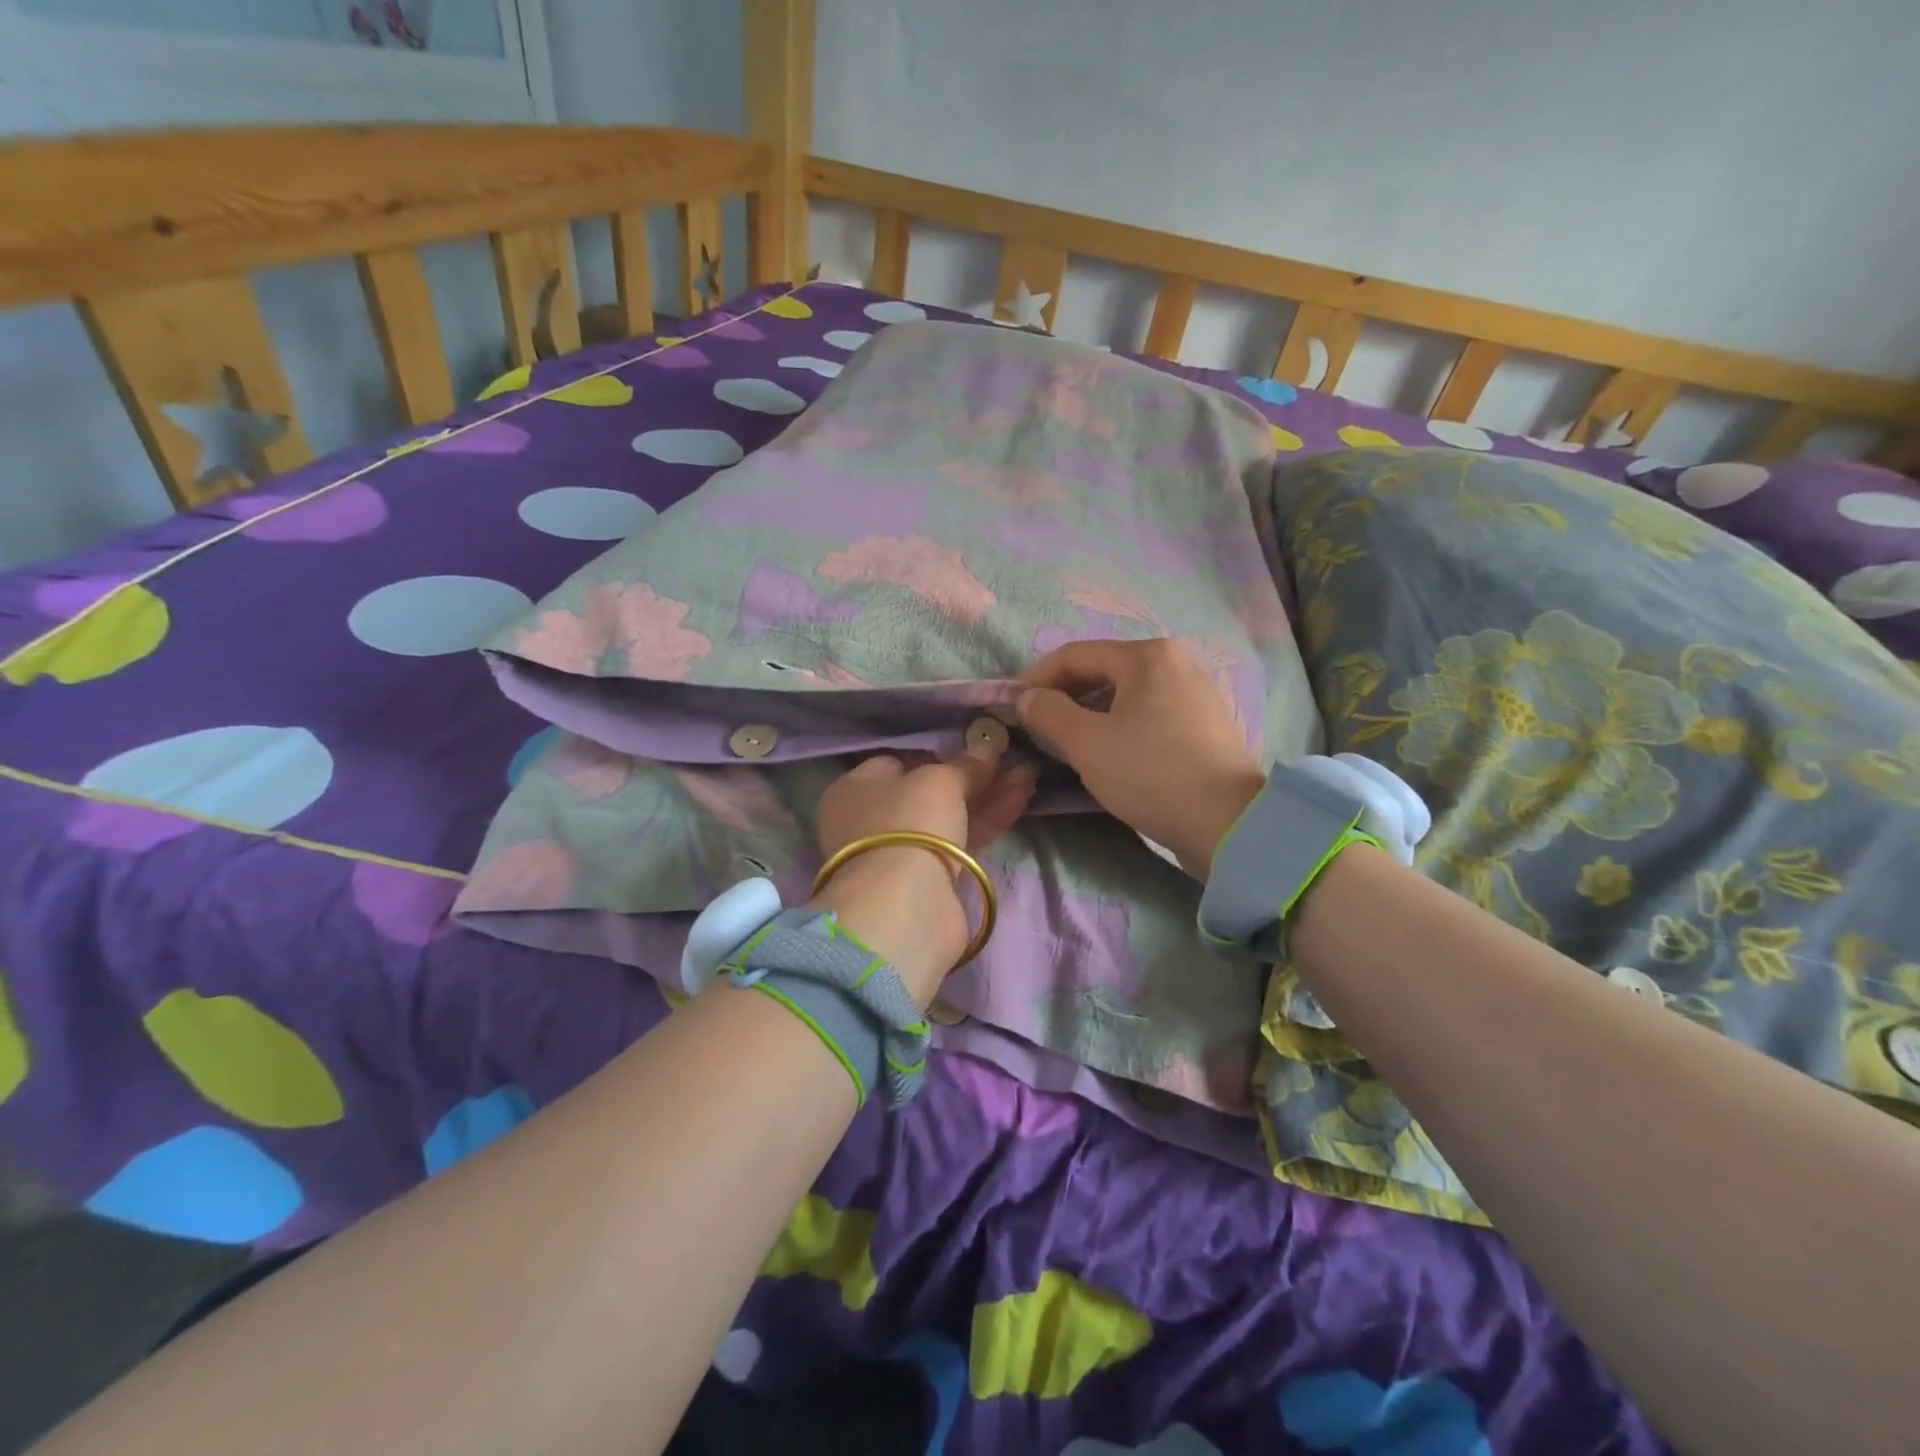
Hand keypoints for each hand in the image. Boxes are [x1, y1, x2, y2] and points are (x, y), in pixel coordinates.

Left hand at [811, 742, 1035, 1007]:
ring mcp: (902, 852)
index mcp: (855, 790)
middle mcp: (873, 820)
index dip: (935, 754)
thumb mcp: (939, 781)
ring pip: (951, 816)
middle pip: (929, 791)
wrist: (905, 906)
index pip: (897, 763)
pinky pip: (963, 839)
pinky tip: (1021, 797)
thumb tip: (987, 746)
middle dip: (972, 776)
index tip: (970, 749)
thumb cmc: (909, 823)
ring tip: (1028, 775)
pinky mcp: (931, 879)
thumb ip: (966, 765)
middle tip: (1010, 760)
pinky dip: (990, 819)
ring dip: (988, 796)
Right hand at [1018, 638, 1267, 877]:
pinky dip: (1119, 727)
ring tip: (1067, 743)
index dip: (1036, 679)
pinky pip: (1148, 714)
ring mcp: (1194, 693)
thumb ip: (1048, 712)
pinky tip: (1109, 754)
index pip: (1074, 655)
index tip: (1012, 707)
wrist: (1228, 823)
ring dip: (1089, 714)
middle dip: (1064, 697)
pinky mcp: (1203, 725)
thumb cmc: (1150, 772)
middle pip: (1102, 671)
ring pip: (1125, 695)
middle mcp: (1174, 663)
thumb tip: (1027, 698)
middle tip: (1037, 728)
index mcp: (1147, 656)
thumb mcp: (1087, 742)